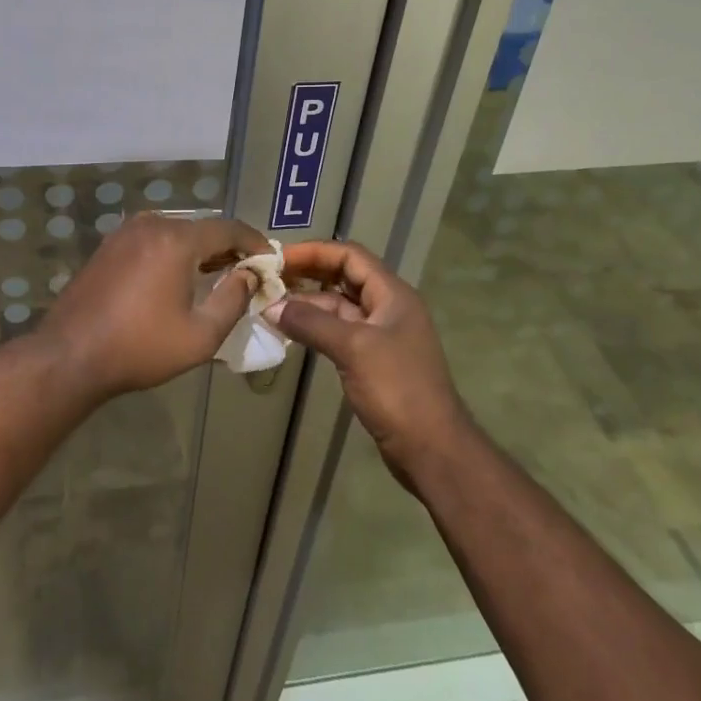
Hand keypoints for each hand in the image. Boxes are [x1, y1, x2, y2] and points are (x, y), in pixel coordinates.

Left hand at [38, 213, 269, 399]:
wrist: (70, 355)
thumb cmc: (140, 348)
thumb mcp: (200, 335)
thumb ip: (233, 299)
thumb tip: (249, 275)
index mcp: (177, 239)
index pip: (229, 229)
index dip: (255, 243)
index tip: (271, 261)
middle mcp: (151, 224)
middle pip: (202, 227)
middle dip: (227, 247)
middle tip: (247, 272)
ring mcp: (125, 232)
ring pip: (176, 231)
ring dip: (199, 249)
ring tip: (216, 274)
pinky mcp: (108, 245)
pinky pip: (152, 239)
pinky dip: (173, 251)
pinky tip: (177, 276)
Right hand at [267, 241, 471, 483]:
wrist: (431, 448)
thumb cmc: (397, 389)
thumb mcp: (353, 349)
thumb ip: (312, 323)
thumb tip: (272, 307)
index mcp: (392, 294)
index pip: (350, 256)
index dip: (314, 252)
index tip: (278, 258)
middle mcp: (388, 307)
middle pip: (343, 278)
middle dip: (307, 275)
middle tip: (268, 279)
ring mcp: (380, 335)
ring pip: (338, 307)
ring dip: (307, 304)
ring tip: (269, 307)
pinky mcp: (372, 360)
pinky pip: (338, 332)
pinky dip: (314, 328)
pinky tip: (289, 332)